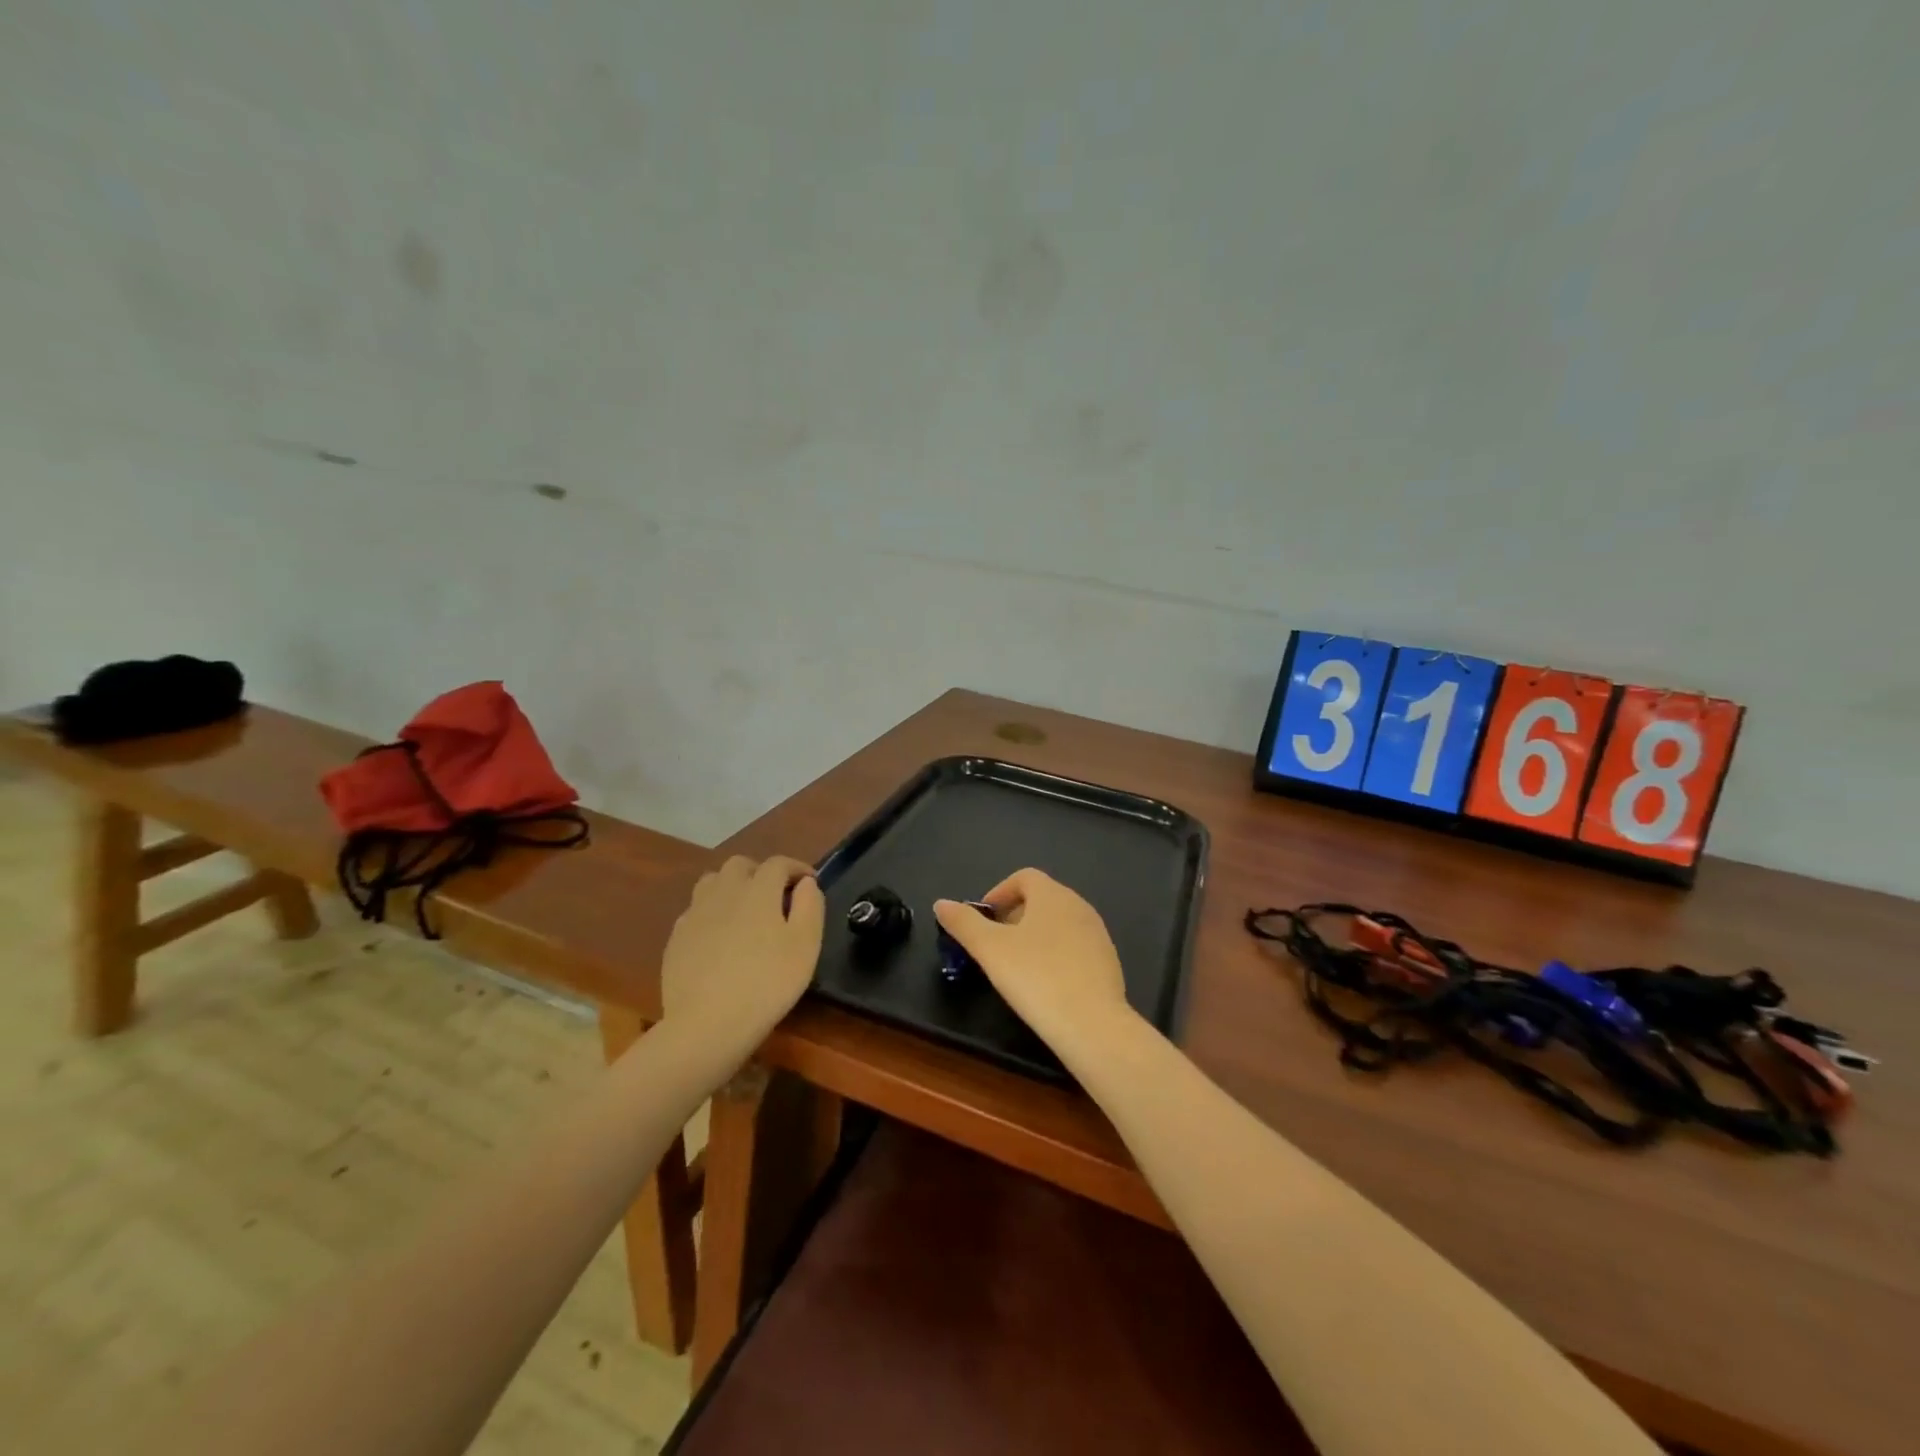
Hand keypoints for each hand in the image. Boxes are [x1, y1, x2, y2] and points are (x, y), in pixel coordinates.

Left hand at [661, 855, 823, 1052]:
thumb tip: (806, 884)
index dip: (797, 868)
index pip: (778, 863)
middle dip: (761, 872)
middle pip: (741, 865)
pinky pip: (696, 910)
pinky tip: (719, 936)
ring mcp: (695, 913)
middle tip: (776, 895)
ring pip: (713, 881)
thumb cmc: (767, 983)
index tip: (810, 882)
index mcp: (758, 890)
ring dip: (732, 886)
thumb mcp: (805, 946)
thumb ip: (810, 906)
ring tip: (745, 910)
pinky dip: (712, 912)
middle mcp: (724, 892)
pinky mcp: (677, 937)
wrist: (707, 1024)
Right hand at [933, 869, 1135, 1053]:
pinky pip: (1075, 947)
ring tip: (1017, 966)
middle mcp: (1079, 906)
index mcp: (1052, 895)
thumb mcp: (990, 949)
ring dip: (1035, 936)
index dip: (999, 893)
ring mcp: (1097, 934)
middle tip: (995, 945)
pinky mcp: (1108, 961)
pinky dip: (1055, 955)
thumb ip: (964, 923)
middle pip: (1042, 898)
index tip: (984, 920)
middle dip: (1014, 915)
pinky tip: (1045, 984)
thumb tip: (941, 903)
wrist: (1092, 1024)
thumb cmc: (1036, 977)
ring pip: (1059, 923)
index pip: (1024, 877)